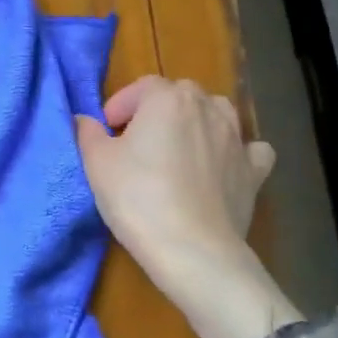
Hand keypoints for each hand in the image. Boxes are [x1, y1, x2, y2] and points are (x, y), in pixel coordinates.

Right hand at [76, 76, 301, 337]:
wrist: (192, 250)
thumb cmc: (138, 198)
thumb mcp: (97, 163)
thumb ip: (87, 133)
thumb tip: (83, 120)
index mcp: (168, 99)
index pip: (142, 87)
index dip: (121, 105)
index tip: (107, 131)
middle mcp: (207, 108)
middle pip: (180, 96)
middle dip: (157, 111)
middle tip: (137, 142)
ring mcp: (236, 139)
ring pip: (218, 113)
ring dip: (197, 122)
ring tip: (178, 150)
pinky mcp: (254, 171)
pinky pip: (250, 149)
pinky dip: (237, 152)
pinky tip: (223, 166)